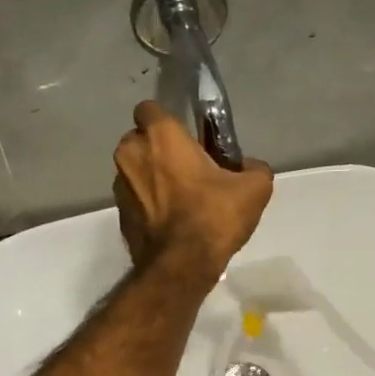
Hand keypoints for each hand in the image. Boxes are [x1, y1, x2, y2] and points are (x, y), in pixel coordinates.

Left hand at [113, 101, 272, 286]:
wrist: (181, 266)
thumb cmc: (214, 216)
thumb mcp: (255, 189)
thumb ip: (254, 168)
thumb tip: (249, 167)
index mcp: (160, 137)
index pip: (149, 109)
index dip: (168, 121)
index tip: (187, 139)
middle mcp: (131, 154)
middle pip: (140, 139)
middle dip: (158, 149)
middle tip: (188, 169)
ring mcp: (119, 185)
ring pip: (135, 170)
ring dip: (151, 177)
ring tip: (180, 199)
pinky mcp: (119, 214)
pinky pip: (134, 198)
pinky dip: (148, 204)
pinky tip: (171, 221)